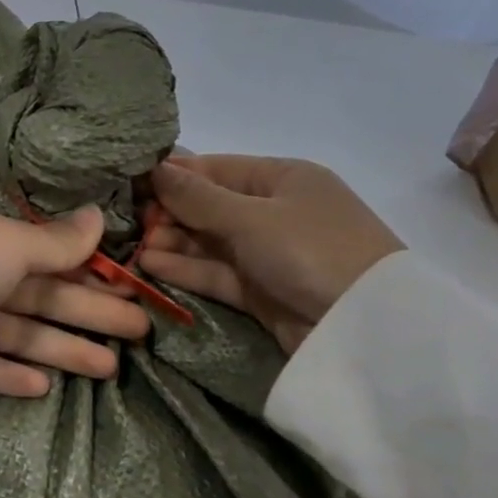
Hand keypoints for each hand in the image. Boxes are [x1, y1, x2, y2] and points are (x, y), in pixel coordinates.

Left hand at [0, 206, 149, 396]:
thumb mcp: (8, 246)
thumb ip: (55, 241)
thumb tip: (97, 215)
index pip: (49, 257)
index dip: (91, 274)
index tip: (130, 291)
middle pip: (42, 296)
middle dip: (91, 314)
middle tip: (140, 334)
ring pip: (18, 334)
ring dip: (62, 349)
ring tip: (109, 369)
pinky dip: (10, 374)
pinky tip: (43, 387)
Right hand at [139, 156, 402, 354]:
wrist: (367, 329)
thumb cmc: (311, 250)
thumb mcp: (251, 217)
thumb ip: (197, 197)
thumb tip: (154, 167)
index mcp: (281, 178)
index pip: (214, 169)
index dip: (172, 176)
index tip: (129, 184)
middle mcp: (273, 211)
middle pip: (208, 206)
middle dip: (168, 214)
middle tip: (129, 224)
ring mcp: (268, 252)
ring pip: (209, 242)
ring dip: (172, 243)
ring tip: (134, 248)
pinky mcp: (261, 290)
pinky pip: (216, 273)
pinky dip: (186, 269)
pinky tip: (150, 266)